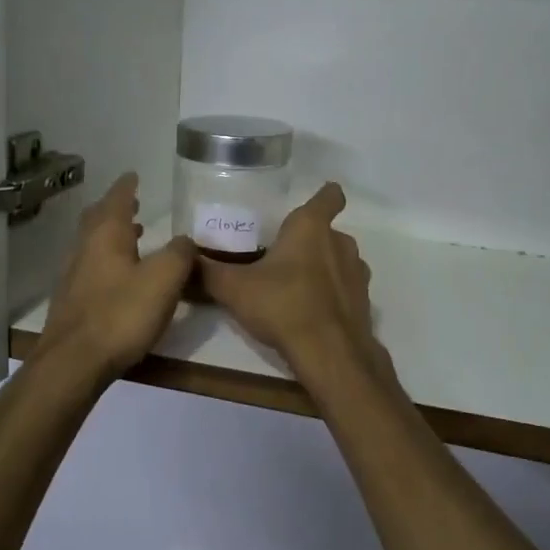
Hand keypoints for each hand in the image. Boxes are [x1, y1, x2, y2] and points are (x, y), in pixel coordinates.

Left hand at [36, 173, 196, 380]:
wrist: (73, 363)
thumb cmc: (121, 314)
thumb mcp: (164, 280)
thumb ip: (179, 254)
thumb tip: (186, 240)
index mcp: (106, 235)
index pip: (117, 199)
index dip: (127, 187)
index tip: (133, 175)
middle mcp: (85, 249)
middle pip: (97, 219)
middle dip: (115, 209)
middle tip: (133, 204)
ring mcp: (73, 276)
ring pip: (92, 244)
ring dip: (111, 236)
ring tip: (133, 238)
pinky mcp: (71, 303)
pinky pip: (90, 268)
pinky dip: (107, 261)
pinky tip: (120, 278)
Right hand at [198, 183, 377, 371]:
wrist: (330, 353)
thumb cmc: (283, 306)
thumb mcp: (234, 289)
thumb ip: (208, 271)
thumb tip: (185, 258)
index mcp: (311, 227)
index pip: (329, 196)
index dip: (325, 196)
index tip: (310, 204)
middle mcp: (340, 242)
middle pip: (327, 232)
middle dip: (308, 241)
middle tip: (280, 257)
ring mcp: (357, 272)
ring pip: (339, 260)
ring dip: (322, 268)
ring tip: (294, 286)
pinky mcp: (364, 301)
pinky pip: (345, 288)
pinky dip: (332, 294)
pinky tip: (310, 312)